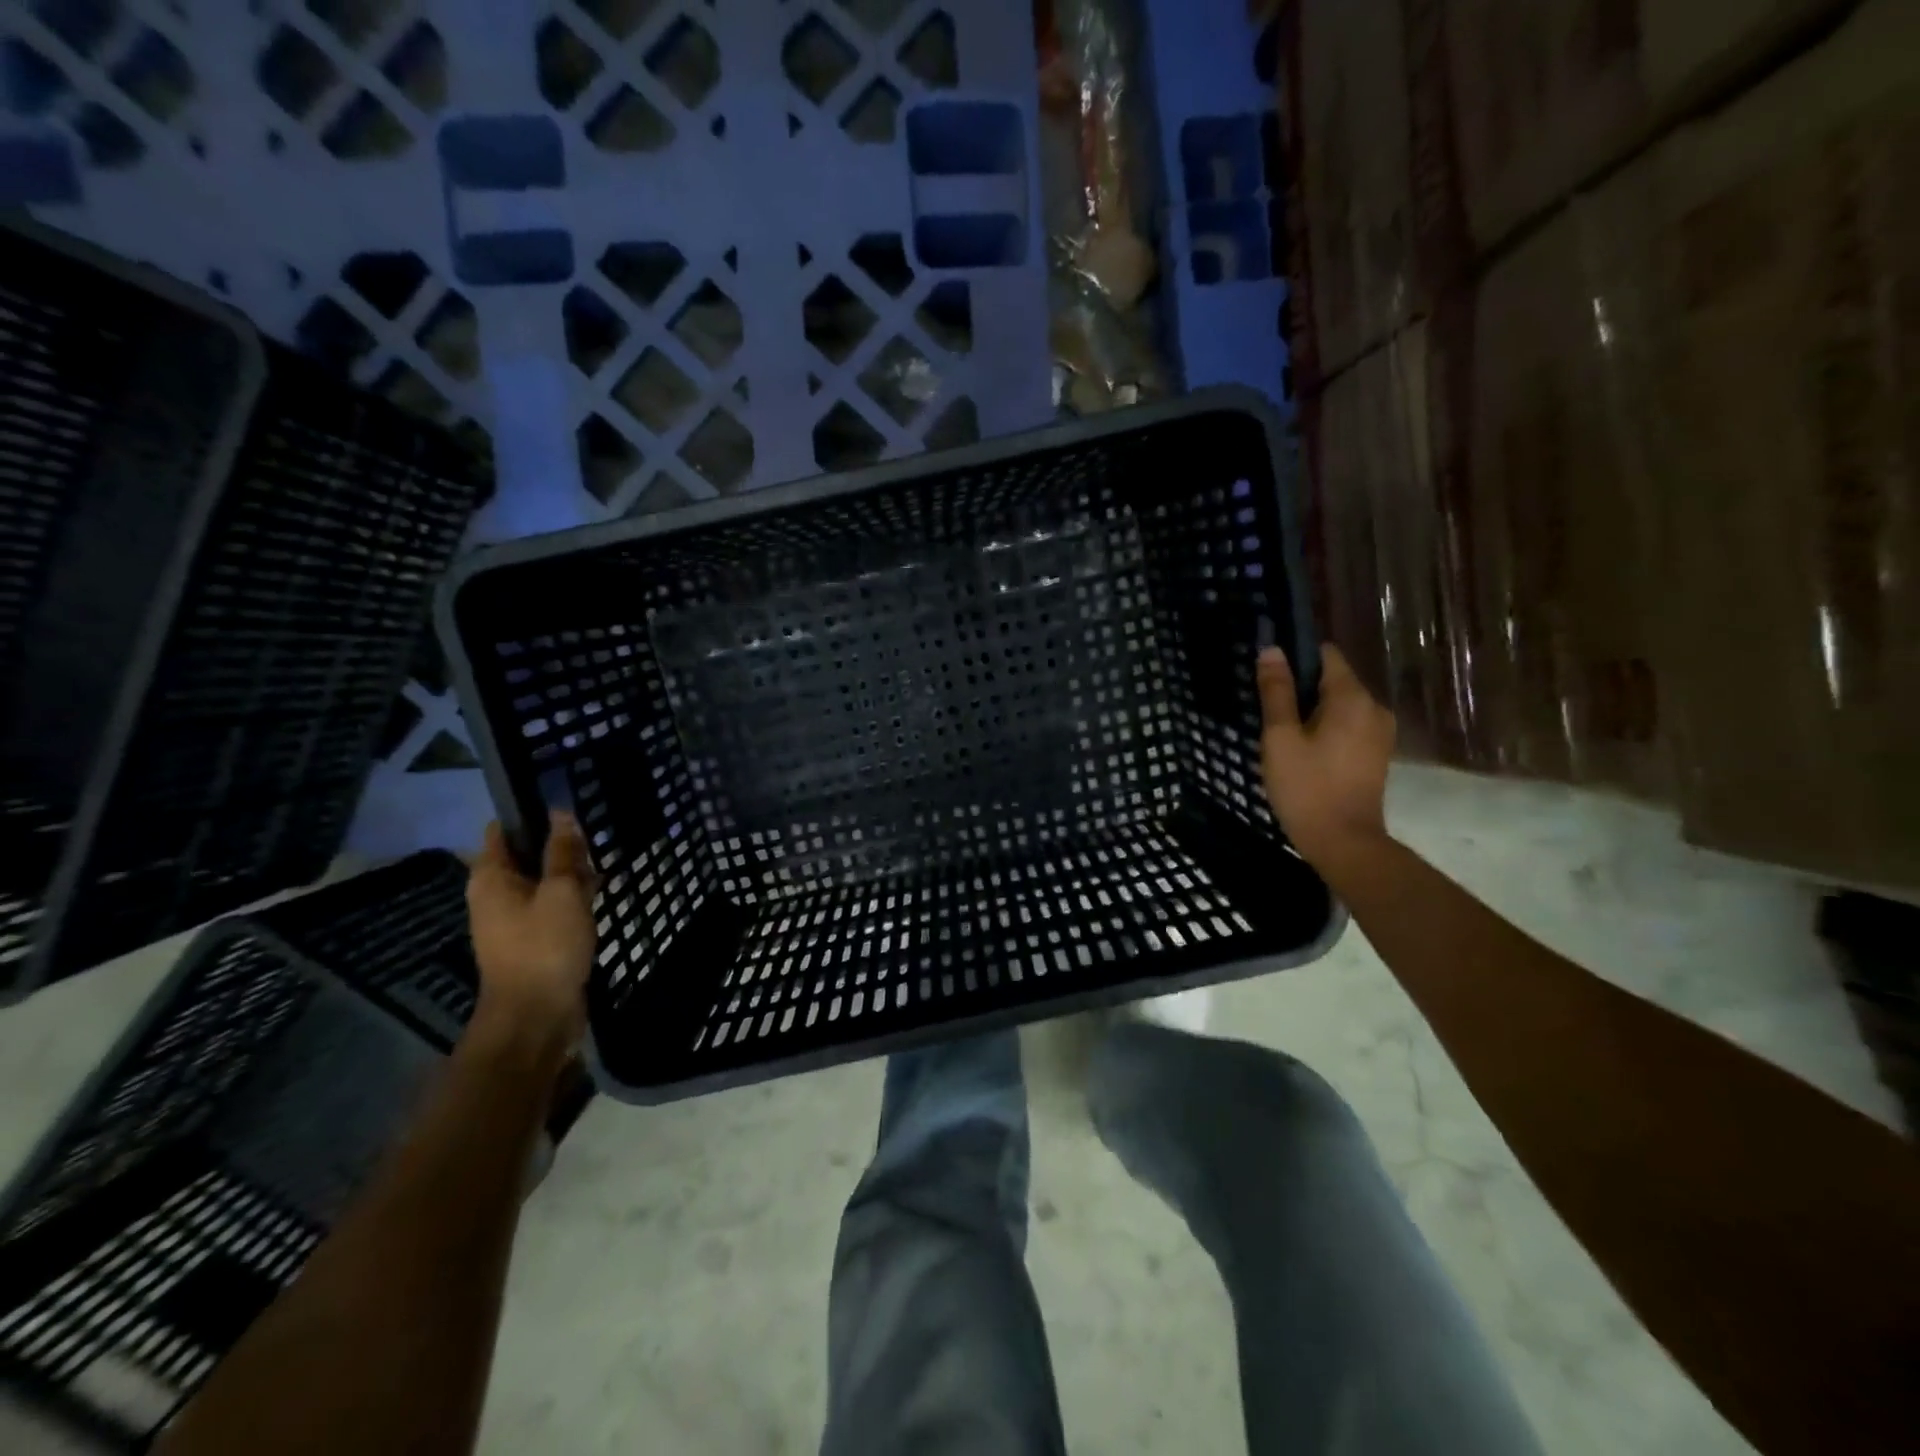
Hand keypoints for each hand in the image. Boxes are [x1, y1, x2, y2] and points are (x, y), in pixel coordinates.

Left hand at [467, 814, 595, 1043]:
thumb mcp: (561, 892)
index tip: (569, 809)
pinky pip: (552, 907)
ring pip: (544, 881)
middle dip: (560, 847)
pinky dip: (573, 899)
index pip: (503, 830)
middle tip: (595, 843)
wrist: (536, 1017)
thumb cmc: (545, 946)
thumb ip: (562, 852)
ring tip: (603, 869)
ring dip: (571, 875)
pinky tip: (600, 897)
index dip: (533, 814)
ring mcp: (513, 920)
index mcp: (491, 878)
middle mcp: (496, 895)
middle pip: (527, 855)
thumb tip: (561, 814)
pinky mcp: (533, 939)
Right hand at [1255, 644, 1394, 867]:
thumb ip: (1277, 692)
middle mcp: (1374, 707)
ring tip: (1282, 731)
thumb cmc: (1306, 788)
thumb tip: (1271, 650)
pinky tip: (1303, 749)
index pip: (1326, 654)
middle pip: (1334, 679)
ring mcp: (1380, 732)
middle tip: (1267, 708)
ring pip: (1340, 704)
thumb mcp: (1280, 737)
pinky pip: (1348, 724)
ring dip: (1312, 709)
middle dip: (1301, 686)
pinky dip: (1326, 727)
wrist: (1344, 843)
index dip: (1295, 656)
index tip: (1268, 673)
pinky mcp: (1377, 753)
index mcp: (1352, 698)